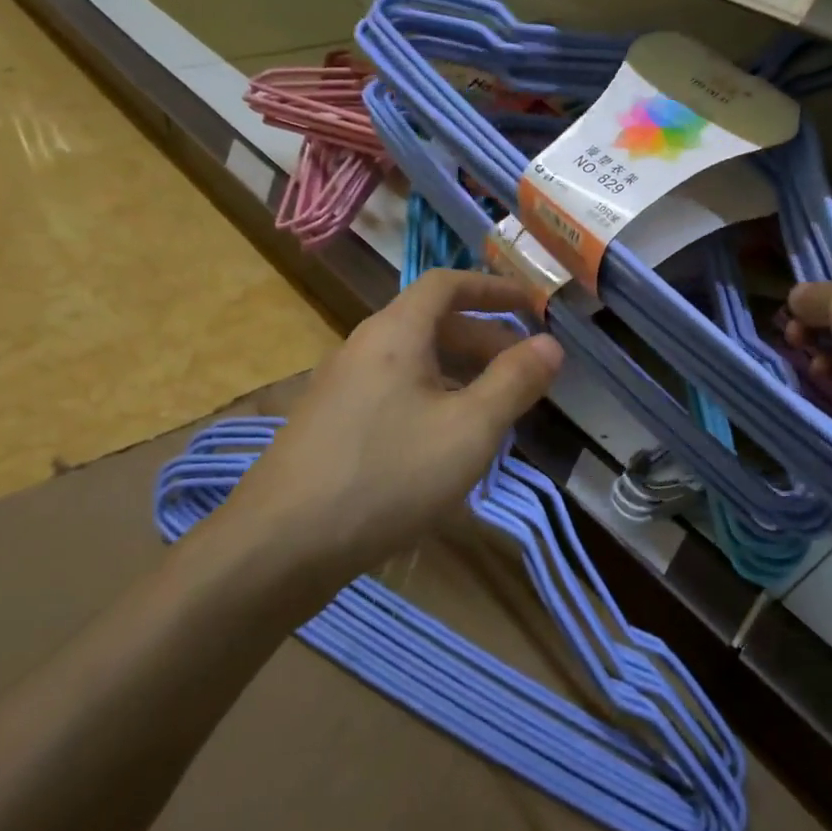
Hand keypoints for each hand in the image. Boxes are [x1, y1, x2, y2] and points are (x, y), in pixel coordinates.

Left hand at [218, 270, 563, 576]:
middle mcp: (363, 347)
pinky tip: (447, 443)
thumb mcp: (469, 429)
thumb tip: (551, 344)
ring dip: (460, 373)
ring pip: (414, 362)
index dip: (493, 288)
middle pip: (432, 323)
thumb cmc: (387, 475)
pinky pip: (394, 392)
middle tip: (525, 372)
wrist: (281, 546)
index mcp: (395, 333)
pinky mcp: (331, 425)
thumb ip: (515, 382)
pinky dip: (432, 398)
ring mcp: (341, 387)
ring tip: (495, 410)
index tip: (532, 307)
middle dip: (485, 340)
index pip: (447, 284)